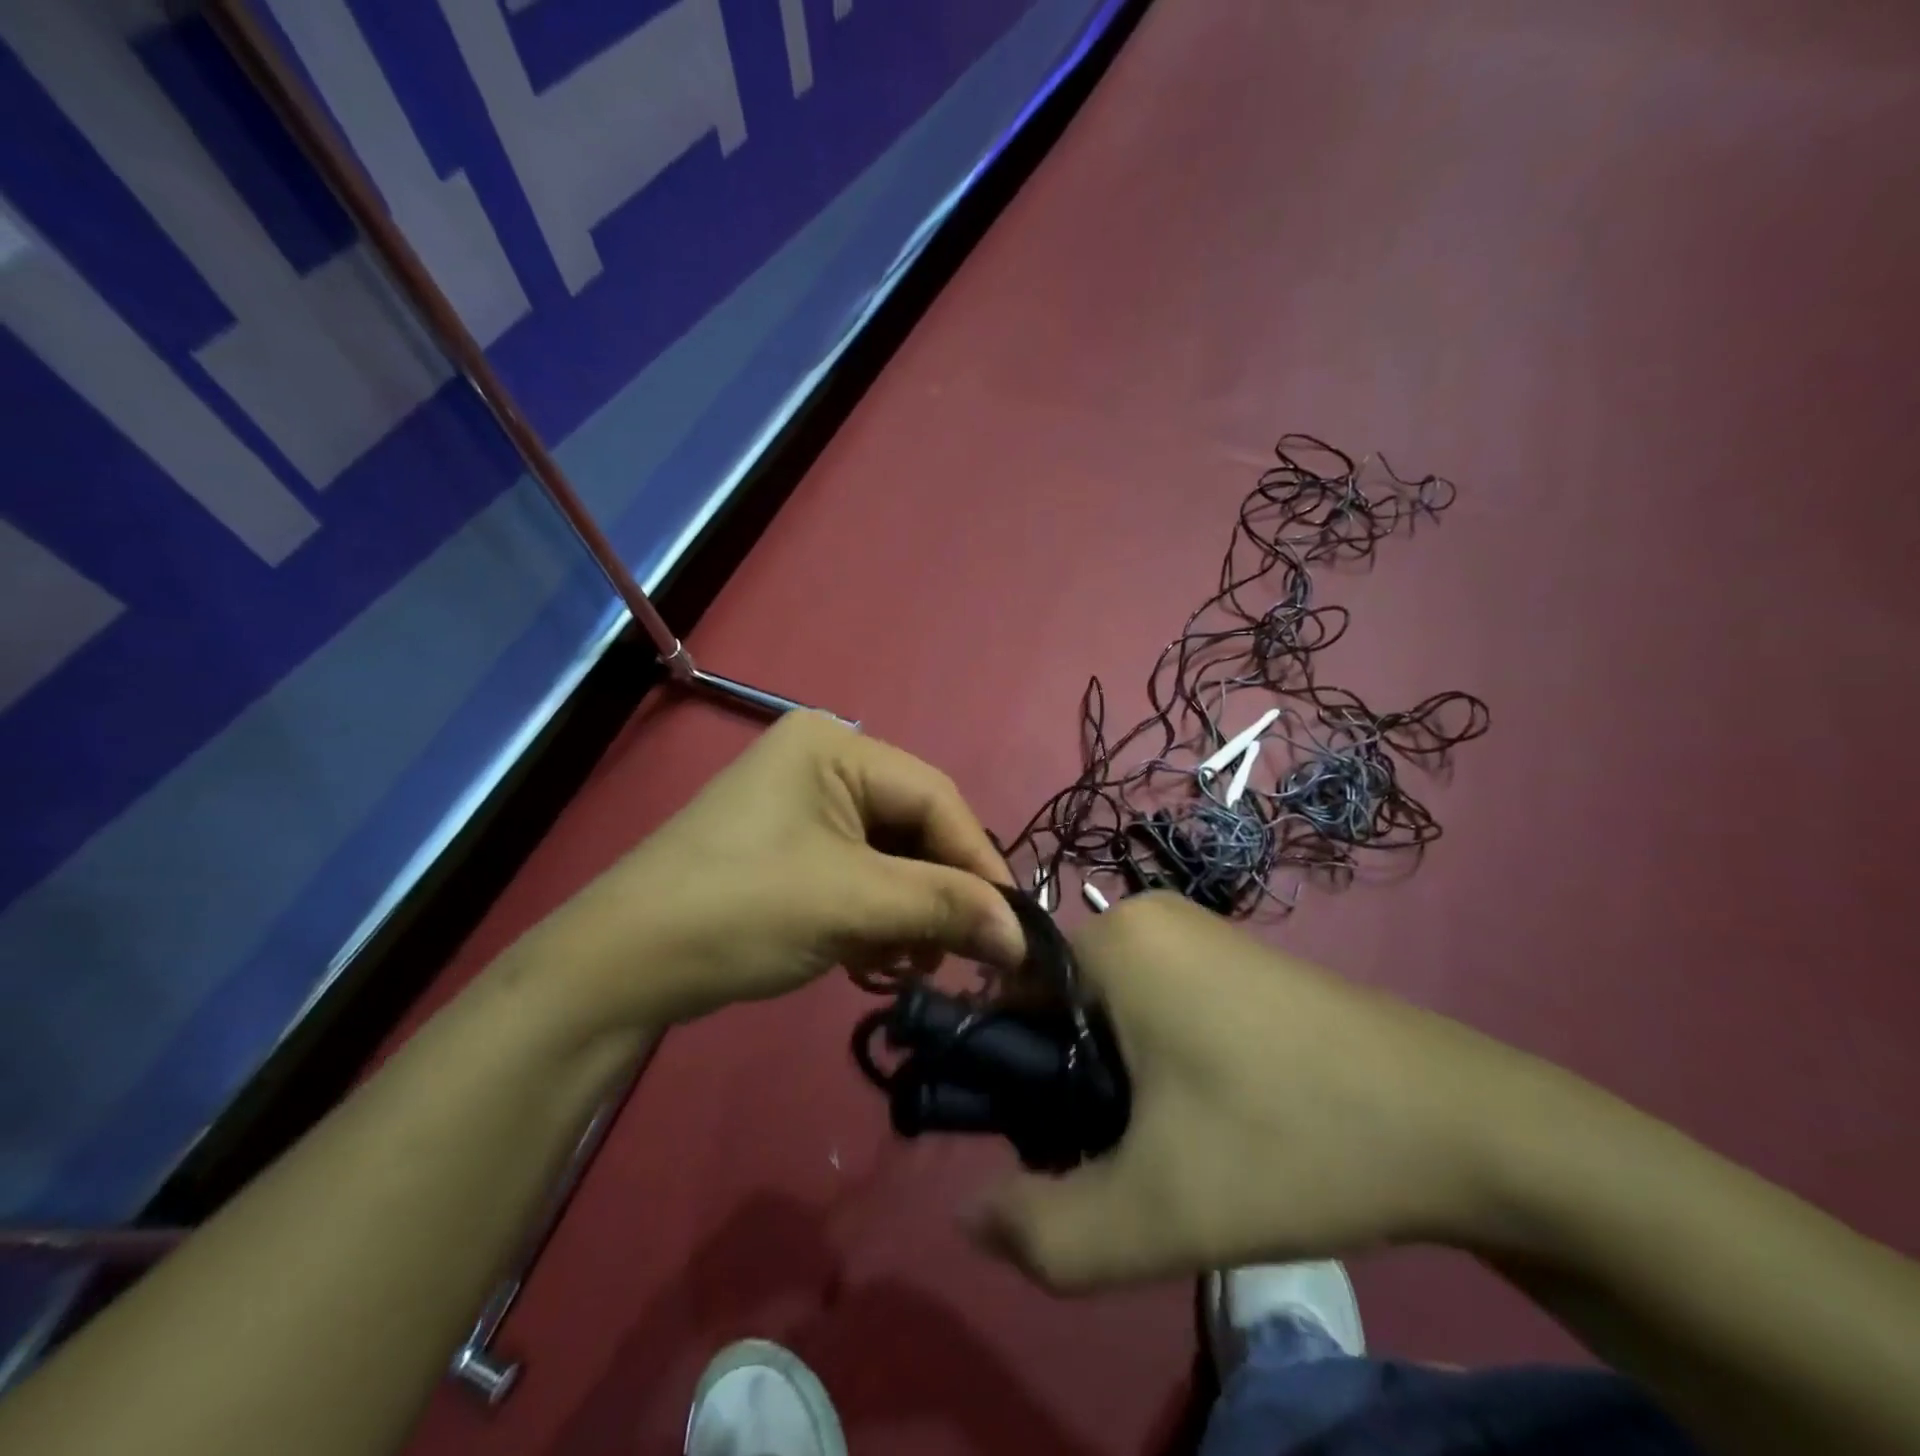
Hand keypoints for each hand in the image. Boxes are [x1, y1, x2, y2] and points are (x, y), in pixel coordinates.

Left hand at [513, 713, 1024, 1032]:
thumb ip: (945, 908)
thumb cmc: (741, 910)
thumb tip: (1023, 937)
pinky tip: (869, 959)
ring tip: (905, 964)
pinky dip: (874, 917)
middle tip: (958, 954)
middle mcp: (823, 762)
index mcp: (835, 746)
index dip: (978, 863)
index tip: (1013, 927)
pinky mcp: (790, 848)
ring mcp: (803, 806)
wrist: (620, 966)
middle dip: (938, 894)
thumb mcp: (854, 904)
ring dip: (907, 913)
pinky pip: (858, 875)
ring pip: (890, 857)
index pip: (936, 798)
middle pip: (914, 828)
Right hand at [971, 893, 1551, 1288]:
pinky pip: (1157, 1002)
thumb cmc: (1291, 1141)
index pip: (1008, 994)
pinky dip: (1156, 1060)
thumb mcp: (1156, 1212)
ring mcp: (1197, 931)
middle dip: (1067, 1085)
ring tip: (1168, 1150)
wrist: (1465, 1126)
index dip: (1011, 1076)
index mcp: (1112, 939)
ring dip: (1112, 1080)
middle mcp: (1145, 915)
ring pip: (1109, 1009)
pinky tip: (1210, 1118)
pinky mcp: (1236, 957)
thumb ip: (1045, 1232)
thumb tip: (969, 1217)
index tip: (1051, 1144)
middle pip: (1059, 1004)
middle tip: (1118, 1161)